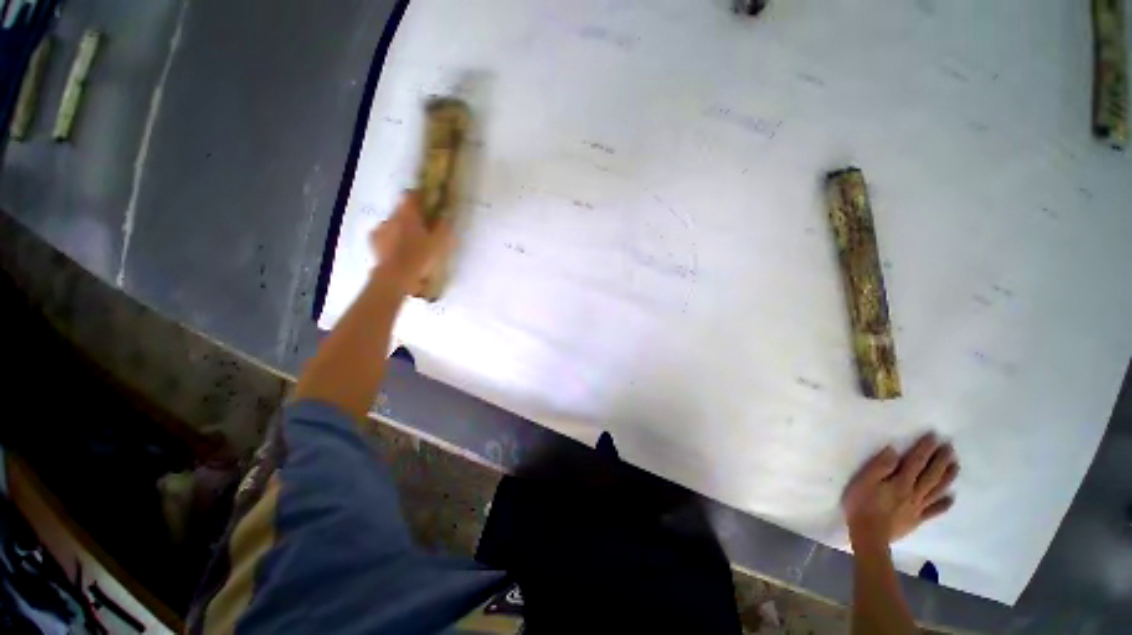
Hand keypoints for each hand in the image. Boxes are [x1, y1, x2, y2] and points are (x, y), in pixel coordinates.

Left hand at [369, 191, 451, 290]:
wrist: (396, 277)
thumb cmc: (421, 257)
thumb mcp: (440, 242)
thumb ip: (443, 226)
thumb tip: (445, 215)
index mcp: (408, 214)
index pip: (411, 195)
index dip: (420, 197)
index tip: (428, 203)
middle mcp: (391, 217)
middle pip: (402, 211)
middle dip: (412, 217)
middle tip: (424, 229)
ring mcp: (380, 230)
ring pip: (393, 224)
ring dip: (401, 230)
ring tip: (412, 244)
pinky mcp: (374, 244)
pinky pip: (385, 238)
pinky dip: (392, 242)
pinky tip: (400, 252)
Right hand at [842, 434, 958, 547]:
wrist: (869, 534)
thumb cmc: (862, 504)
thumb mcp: (864, 482)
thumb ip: (879, 466)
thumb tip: (894, 450)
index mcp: (900, 482)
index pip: (915, 462)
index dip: (925, 448)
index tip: (934, 436)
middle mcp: (913, 492)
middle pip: (930, 475)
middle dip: (940, 460)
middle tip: (950, 447)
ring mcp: (917, 507)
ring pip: (936, 490)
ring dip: (947, 477)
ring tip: (956, 466)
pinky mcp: (917, 519)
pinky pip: (934, 510)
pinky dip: (944, 504)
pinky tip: (951, 498)